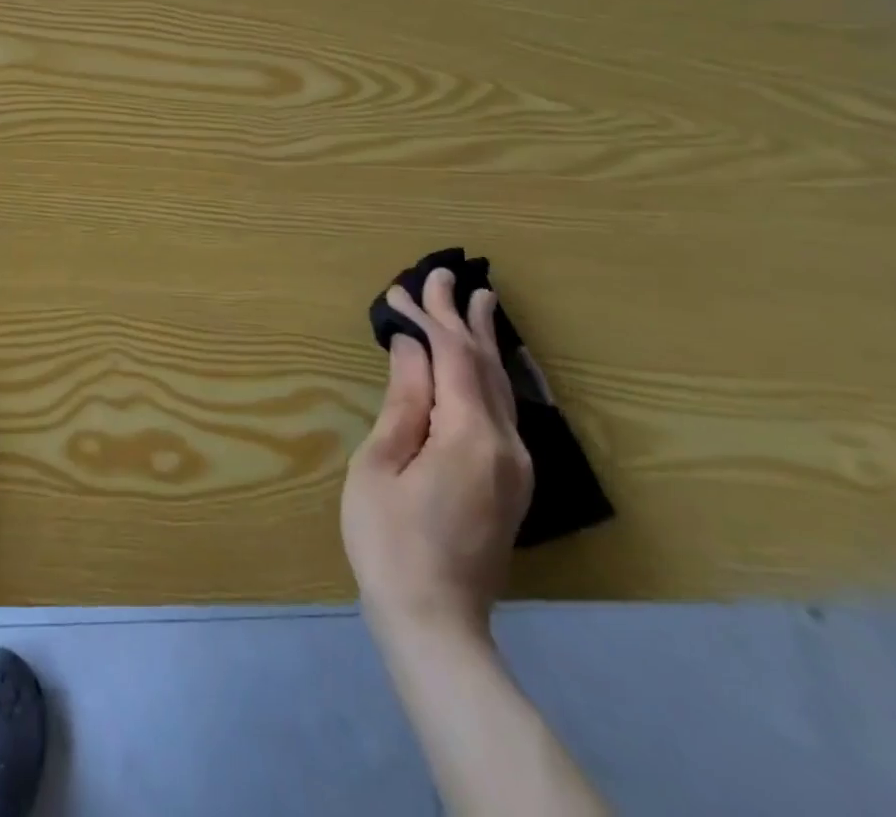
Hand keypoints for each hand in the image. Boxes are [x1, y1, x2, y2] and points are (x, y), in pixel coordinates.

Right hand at [341, 267, 532, 646]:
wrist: (435, 621)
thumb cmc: (390, 539)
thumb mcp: (381, 463)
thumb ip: (404, 400)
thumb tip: (410, 347)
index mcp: (471, 436)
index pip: (455, 357)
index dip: (430, 317)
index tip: (403, 287)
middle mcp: (506, 445)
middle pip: (486, 365)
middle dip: (462, 318)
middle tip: (446, 274)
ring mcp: (515, 466)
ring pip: (502, 387)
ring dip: (484, 341)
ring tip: (480, 302)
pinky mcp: (510, 481)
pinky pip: (503, 409)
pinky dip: (488, 373)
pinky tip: (486, 362)